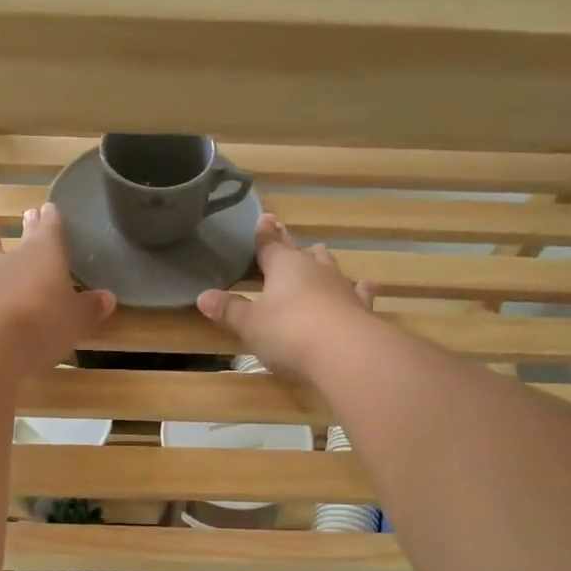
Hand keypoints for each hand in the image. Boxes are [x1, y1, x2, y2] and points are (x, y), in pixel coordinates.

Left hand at [0, 204, 116, 372]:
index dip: (52, 221)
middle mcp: (13, 260)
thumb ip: (88, 308)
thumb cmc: (42, 322)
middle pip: (21, 240)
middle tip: (26, 213)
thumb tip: (107, 298)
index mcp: (45, 255)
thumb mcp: (75, 319)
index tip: (49, 208)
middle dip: (26, 228)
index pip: (51, 231)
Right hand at [196, 215, 376, 378]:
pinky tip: (368, 285)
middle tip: (286, 236)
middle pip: (301, 252)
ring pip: (330, 266)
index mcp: (284, 266)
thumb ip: (229, 310)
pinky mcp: (360, 308)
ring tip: (319, 253)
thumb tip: (203, 296)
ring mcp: (341, 287)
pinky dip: (360, 288)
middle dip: (291, 245)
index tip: (263, 218)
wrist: (345, 351)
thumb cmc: (289, 332)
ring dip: (322, 261)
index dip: (264, 234)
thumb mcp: (250, 324)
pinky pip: (360, 292)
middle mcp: (314, 269)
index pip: (269, 245)